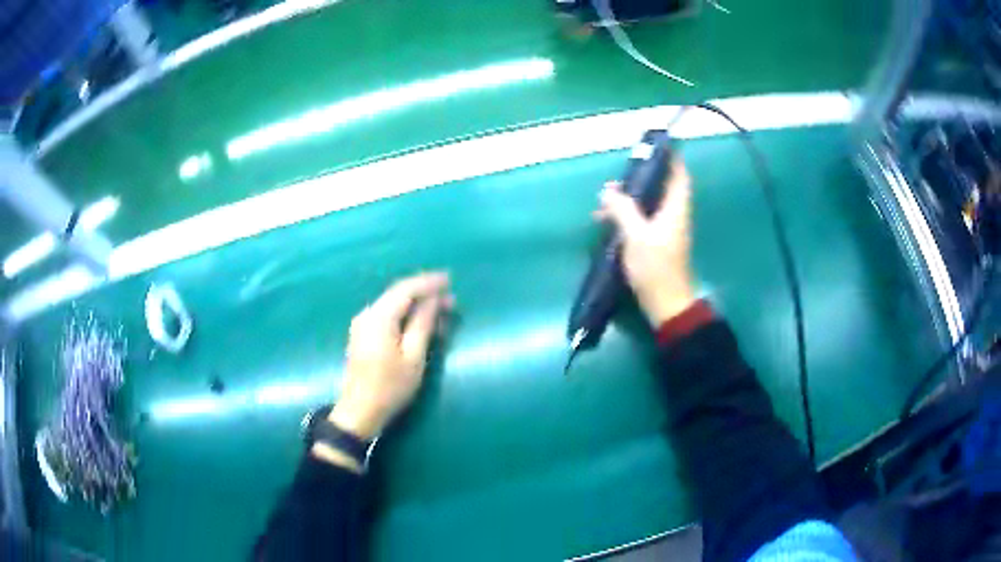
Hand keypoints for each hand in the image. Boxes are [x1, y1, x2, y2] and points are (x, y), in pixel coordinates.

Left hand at [329, 272, 452, 440]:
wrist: (360, 411)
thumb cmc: (390, 386)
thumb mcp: (413, 357)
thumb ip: (423, 324)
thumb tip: (434, 299)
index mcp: (379, 317)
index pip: (406, 289)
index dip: (429, 282)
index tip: (450, 280)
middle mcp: (367, 313)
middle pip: (398, 293)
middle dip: (424, 292)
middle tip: (449, 296)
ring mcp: (362, 323)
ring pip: (392, 303)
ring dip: (415, 302)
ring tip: (439, 307)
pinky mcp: (362, 334)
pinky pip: (386, 314)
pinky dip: (404, 312)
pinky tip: (419, 320)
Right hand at [595, 158, 695, 326]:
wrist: (666, 305)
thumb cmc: (656, 268)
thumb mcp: (636, 237)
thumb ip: (622, 211)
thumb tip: (608, 191)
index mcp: (675, 210)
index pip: (679, 176)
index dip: (671, 159)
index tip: (654, 147)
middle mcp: (673, 216)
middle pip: (661, 187)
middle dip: (641, 179)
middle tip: (618, 177)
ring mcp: (665, 230)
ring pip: (649, 205)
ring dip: (629, 200)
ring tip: (604, 202)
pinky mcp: (657, 243)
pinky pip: (642, 220)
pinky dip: (627, 216)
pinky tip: (607, 223)